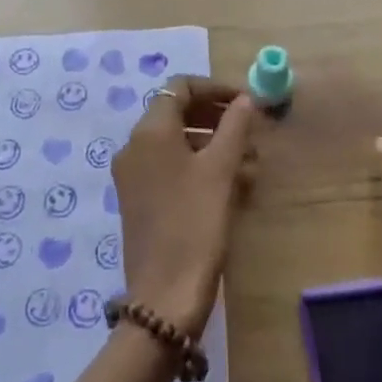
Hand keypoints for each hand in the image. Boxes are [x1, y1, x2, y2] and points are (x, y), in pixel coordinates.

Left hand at [114, 77, 259, 337]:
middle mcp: (134, 146)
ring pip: (174, 142)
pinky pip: (168, 166)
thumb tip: (245, 99)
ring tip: (247, 159)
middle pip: (175, 112)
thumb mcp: (220, 170)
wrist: (165, 295)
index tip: (245, 101)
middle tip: (249, 127)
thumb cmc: (196, 223)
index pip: (180, 87)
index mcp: (150, 131)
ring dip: (210, 141)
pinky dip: (196, 164)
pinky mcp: (137, 199)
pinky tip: (228, 183)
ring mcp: (132, 174)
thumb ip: (234, 126)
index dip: (214, 88)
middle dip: (214, 115)